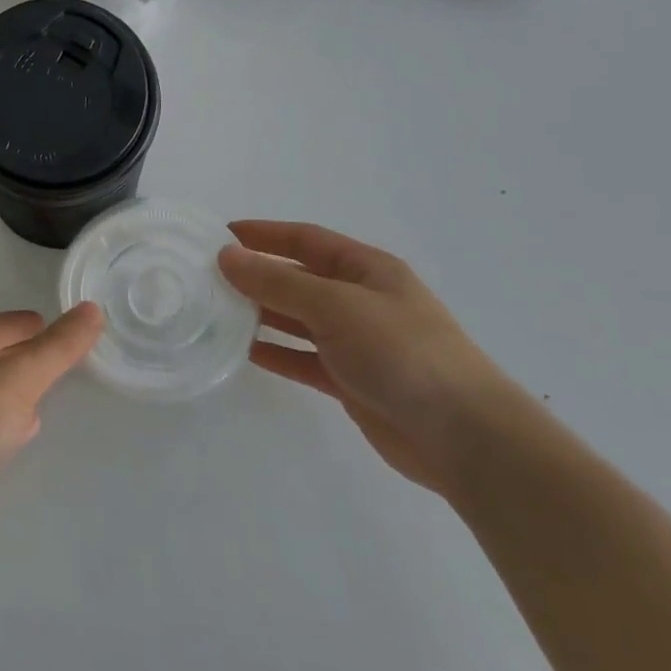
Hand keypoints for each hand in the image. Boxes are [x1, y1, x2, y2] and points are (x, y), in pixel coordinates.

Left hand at [0, 304, 104, 544]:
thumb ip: (56, 348)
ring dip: (13, 390)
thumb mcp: (17, 380)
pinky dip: (1, 421)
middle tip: (61, 360)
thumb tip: (92, 309)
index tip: (64, 329)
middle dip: (24, 356)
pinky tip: (18, 433)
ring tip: (43, 395)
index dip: (31, 324)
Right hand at [218, 222, 518, 491]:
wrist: (463, 436)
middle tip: (206, 278)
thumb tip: (226, 256)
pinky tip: (243, 351)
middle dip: (256, 275)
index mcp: (366, 269)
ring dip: (261, 313)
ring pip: (297, 318)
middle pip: (298, 278)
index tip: (220, 235)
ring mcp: (357, 342)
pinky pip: (303, 357)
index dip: (264, 234)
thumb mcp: (335, 305)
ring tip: (215, 311)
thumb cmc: (401, 352)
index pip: (305, 239)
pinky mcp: (351, 380)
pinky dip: (276, 352)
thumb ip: (277, 282)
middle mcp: (361, 300)